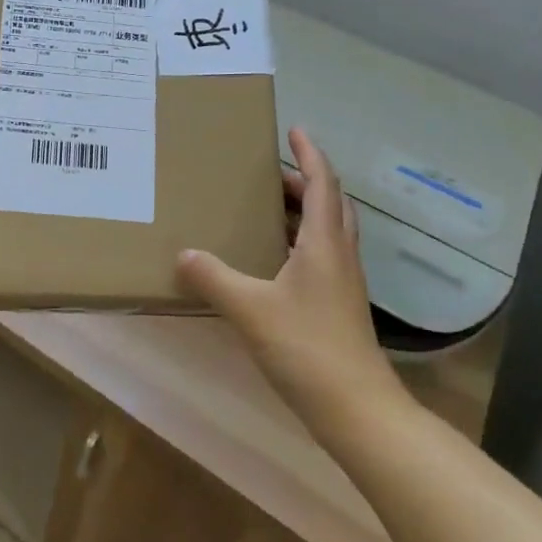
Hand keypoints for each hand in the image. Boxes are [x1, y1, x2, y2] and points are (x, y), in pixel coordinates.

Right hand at [177, 128, 407, 433]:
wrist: (359, 411)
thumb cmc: (308, 348)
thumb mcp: (250, 309)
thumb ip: (214, 278)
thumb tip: (183, 253)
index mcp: (323, 244)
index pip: (322, 184)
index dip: (310, 154)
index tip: (294, 130)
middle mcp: (339, 255)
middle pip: (329, 203)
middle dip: (304, 180)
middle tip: (271, 171)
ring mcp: (343, 283)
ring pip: (328, 230)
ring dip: (305, 210)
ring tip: (268, 207)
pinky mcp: (339, 306)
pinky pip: (322, 256)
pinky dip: (301, 241)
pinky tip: (272, 260)